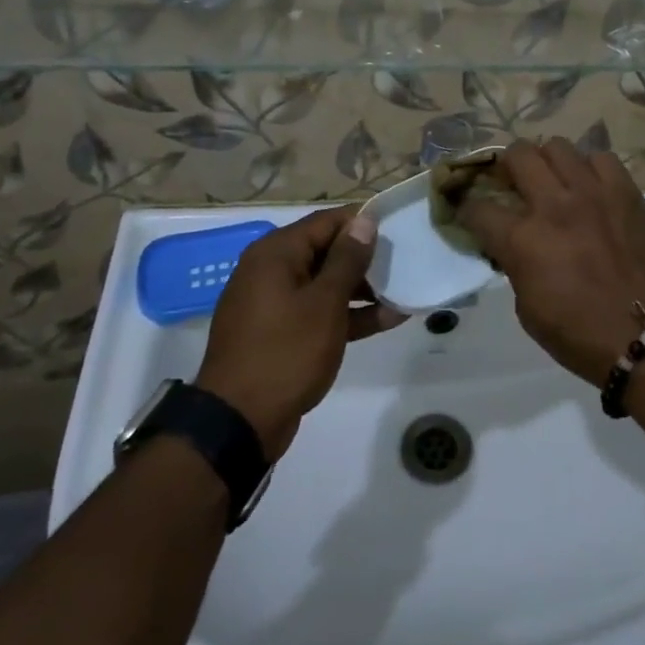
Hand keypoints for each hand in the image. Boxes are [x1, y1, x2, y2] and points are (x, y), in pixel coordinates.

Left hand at [195, 208, 399, 458]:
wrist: (239, 423)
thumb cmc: (286, 352)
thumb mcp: (325, 303)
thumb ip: (347, 259)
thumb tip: (364, 221)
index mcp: (276, 253)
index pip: (327, 221)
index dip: (363, 222)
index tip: (399, 229)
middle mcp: (271, 270)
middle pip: (326, 250)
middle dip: (365, 258)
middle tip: (405, 262)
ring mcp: (274, 303)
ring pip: (325, 283)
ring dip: (362, 289)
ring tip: (403, 292)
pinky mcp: (280, 333)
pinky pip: (318, 311)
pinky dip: (347, 314)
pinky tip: (387, 319)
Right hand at [456, 139, 644, 383]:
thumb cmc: (582, 336)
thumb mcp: (528, 310)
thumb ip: (515, 265)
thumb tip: (513, 245)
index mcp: (523, 240)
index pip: (478, 207)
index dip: (468, 208)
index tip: (471, 212)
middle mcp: (555, 205)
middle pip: (517, 155)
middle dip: (506, 167)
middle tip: (512, 182)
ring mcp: (594, 193)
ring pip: (558, 147)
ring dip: (548, 163)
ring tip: (554, 181)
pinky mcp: (627, 192)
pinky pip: (601, 159)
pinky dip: (590, 169)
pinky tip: (592, 189)